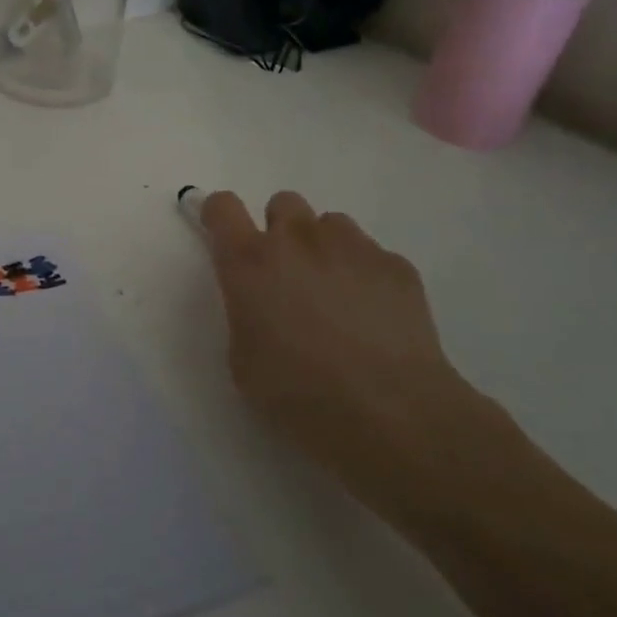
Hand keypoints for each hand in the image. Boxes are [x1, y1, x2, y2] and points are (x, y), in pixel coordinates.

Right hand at [201, 189, 478, 502]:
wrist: (391, 413)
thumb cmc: (300, 395)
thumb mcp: (243, 362)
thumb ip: (245, 315)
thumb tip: (261, 305)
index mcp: (250, 262)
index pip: (223, 207)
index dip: (220, 215)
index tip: (224, 235)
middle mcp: (298, 240)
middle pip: (282, 203)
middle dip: (280, 230)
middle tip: (288, 274)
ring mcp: (352, 247)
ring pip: (330, 224)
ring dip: (324, 248)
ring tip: (336, 295)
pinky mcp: (396, 265)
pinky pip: (371, 254)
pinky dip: (366, 275)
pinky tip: (376, 318)